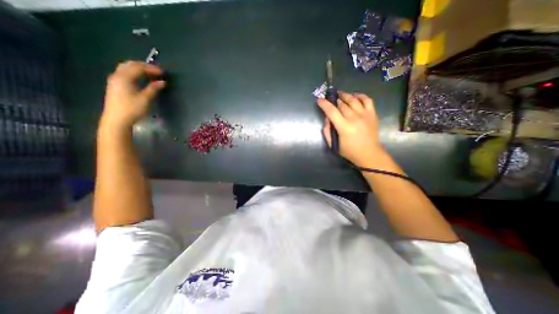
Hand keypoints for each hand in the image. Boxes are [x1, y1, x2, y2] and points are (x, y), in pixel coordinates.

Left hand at [100, 60, 165, 128]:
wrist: (116, 119)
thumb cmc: (132, 109)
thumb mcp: (145, 99)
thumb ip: (153, 88)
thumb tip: (162, 82)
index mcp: (124, 77)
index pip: (139, 68)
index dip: (152, 69)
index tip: (163, 72)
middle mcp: (118, 75)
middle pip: (131, 65)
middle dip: (144, 66)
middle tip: (157, 71)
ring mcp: (115, 80)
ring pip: (126, 68)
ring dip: (139, 68)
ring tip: (150, 73)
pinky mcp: (115, 85)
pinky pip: (125, 73)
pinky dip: (134, 73)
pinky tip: (141, 78)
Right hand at [318, 91, 384, 165]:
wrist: (369, 154)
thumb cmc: (349, 151)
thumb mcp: (333, 145)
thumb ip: (327, 131)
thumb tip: (327, 118)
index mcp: (344, 127)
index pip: (332, 111)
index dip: (324, 104)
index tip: (319, 100)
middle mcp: (355, 118)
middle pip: (342, 104)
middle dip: (334, 100)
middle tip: (330, 99)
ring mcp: (365, 115)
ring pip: (353, 99)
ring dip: (345, 95)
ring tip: (340, 95)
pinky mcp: (372, 114)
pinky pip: (367, 100)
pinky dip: (360, 95)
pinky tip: (355, 96)